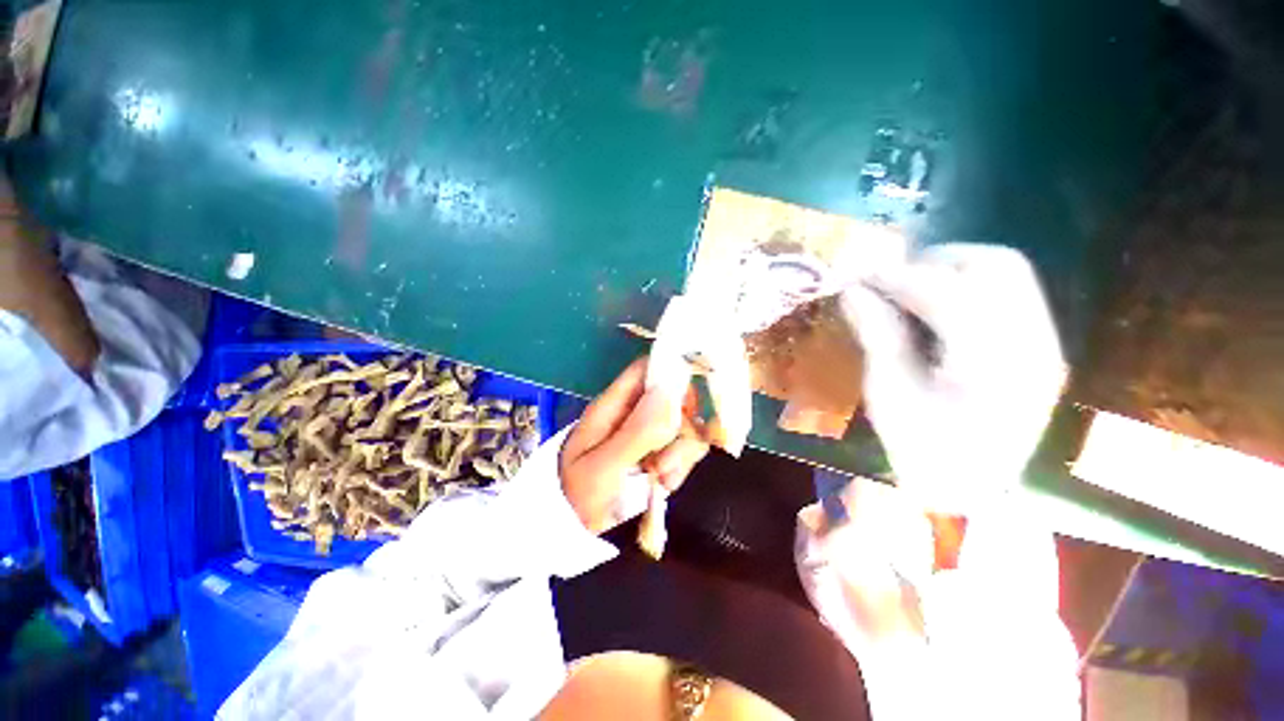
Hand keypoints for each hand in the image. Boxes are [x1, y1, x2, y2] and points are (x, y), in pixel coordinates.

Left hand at [559, 358, 709, 533]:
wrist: (573, 535)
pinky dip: (682, 465)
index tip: (688, 405)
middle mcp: (634, 413)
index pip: (647, 370)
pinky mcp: (659, 453)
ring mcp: (648, 434)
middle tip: (665, 460)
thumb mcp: (603, 468)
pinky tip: (666, 484)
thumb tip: (670, 391)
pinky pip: (685, 448)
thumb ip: (637, 432)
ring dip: (681, 453)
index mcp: (614, 405)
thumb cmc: (579, 499)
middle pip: (674, 398)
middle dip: (680, 427)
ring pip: (685, 425)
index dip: (671, 376)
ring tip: (661, 478)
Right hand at [841, 244, 1065, 513]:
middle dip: (934, 260)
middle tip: (890, 277)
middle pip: (995, 265)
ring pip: (1008, 273)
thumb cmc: (923, 448)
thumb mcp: (889, 393)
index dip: (898, 276)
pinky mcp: (1039, 346)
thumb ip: (877, 334)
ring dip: (953, 268)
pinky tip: (935, 306)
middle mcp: (1032, 343)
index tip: (859, 275)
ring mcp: (1044, 343)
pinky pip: (1008, 293)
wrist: (972, 492)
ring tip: (909, 287)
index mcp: (991, 364)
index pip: (947, 292)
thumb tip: (853, 290)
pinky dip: (967, 286)